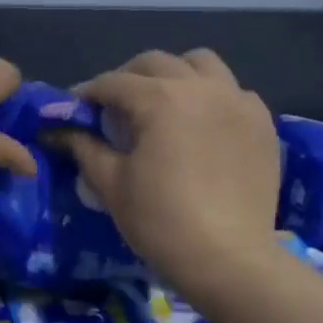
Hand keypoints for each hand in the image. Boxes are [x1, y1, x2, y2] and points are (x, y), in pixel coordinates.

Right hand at [62, 50, 281, 300]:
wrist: (228, 259)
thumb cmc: (161, 221)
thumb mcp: (111, 184)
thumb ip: (84, 147)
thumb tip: (60, 130)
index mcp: (160, 98)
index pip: (113, 83)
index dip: (88, 94)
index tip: (75, 110)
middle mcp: (200, 87)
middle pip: (155, 63)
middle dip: (128, 78)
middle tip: (114, 107)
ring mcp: (237, 101)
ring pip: (201, 63)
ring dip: (175, 74)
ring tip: (164, 102)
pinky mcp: (261, 122)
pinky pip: (233, 91)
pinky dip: (213, 96)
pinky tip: (203, 123)